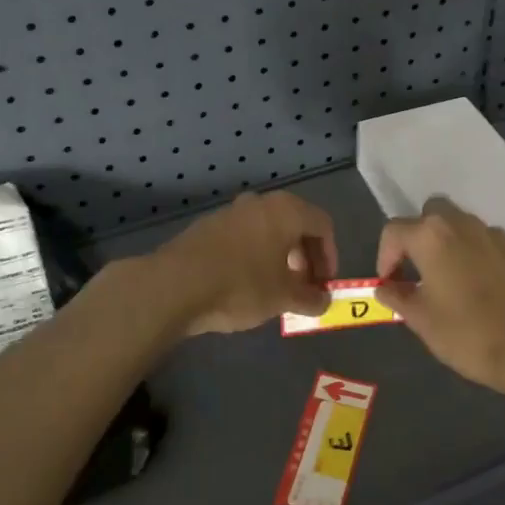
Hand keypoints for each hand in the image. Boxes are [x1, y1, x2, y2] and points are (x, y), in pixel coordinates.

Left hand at [156, 190, 338, 335]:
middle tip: (304, 287)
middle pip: (295, 225)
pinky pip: (243, 238)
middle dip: (305, 257)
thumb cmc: (241, 285)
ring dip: (279, 258)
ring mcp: (230, 212)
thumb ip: (310, 298)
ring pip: (267, 231)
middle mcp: (260, 203)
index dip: (330, 256)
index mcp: (285, 211)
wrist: (175, 285)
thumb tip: (324, 301)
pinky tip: (246, 285)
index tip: (325, 284)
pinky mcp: (207, 227)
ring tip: (276, 289)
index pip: (322, 226)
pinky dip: (254, 256)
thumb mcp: (283, 298)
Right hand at [376, 197, 504, 391]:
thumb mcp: (421, 320)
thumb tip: (385, 287)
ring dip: (450, 244)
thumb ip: (397, 296)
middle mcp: (463, 224)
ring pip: (463, 225)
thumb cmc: (468, 334)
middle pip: (431, 213)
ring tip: (451, 280)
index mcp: (431, 237)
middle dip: (419, 236)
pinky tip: (483, 286)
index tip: (389, 283)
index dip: (385, 256)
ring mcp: (496, 234)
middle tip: (418, 269)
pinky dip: (479, 255)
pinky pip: (489, 243)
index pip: (394, 230)